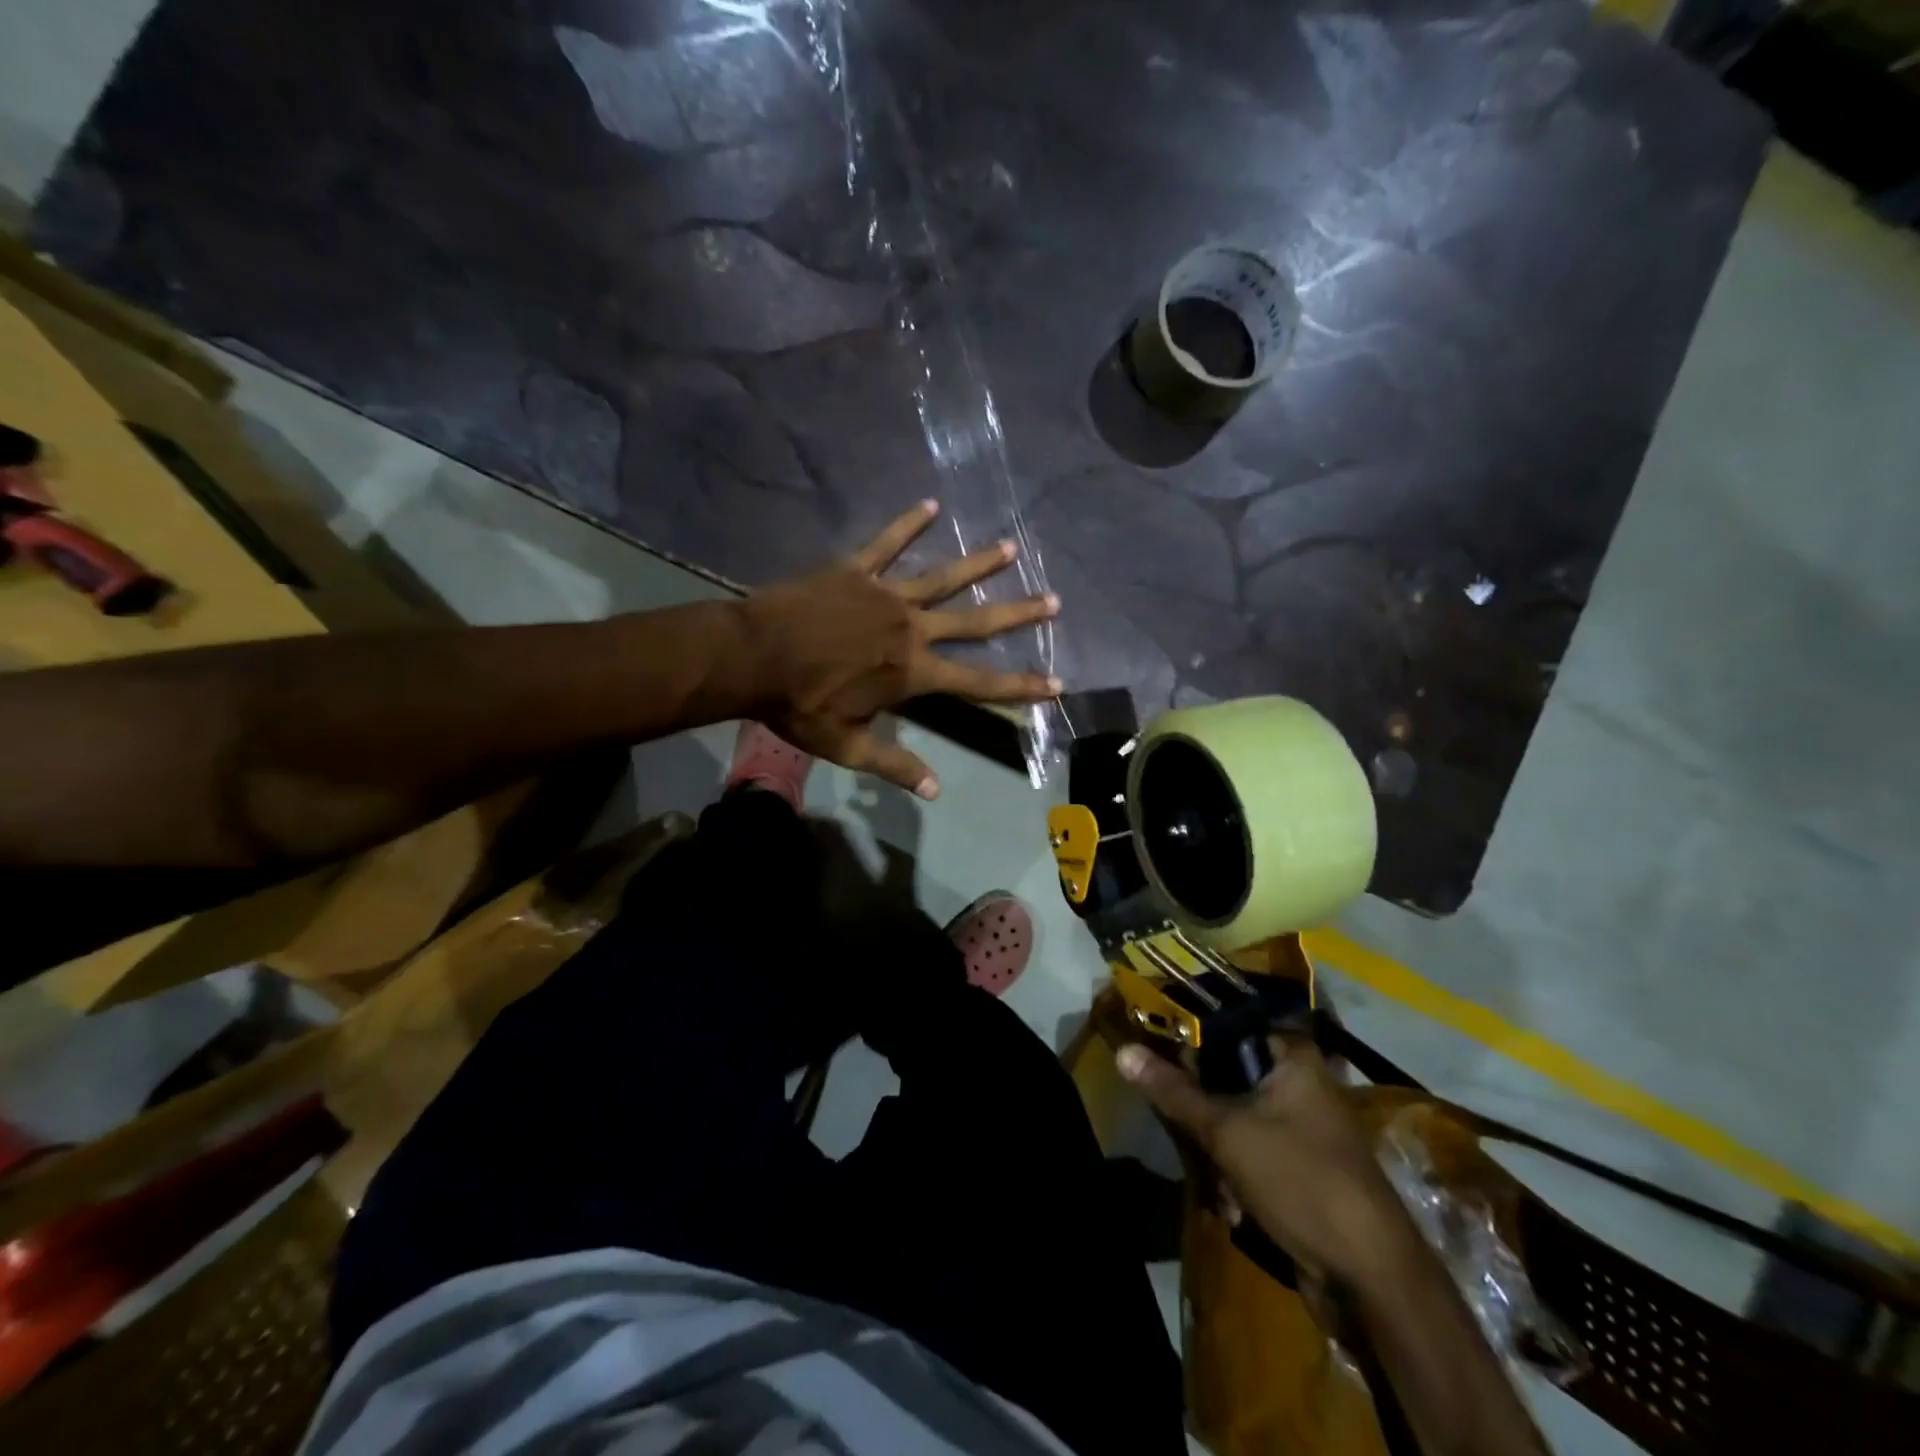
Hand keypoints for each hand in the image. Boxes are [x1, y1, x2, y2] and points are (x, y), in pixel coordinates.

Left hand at [738, 499, 1059, 798]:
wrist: (751, 657)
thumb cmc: (799, 705)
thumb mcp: (847, 745)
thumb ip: (895, 763)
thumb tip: (935, 790)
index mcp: (912, 672)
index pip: (979, 682)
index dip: (1021, 685)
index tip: (1057, 681)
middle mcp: (911, 628)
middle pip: (974, 622)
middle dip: (1017, 613)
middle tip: (1053, 600)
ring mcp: (885, 595)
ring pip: (942, 577)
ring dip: (978, 563)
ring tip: (1010, 548)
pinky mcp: (856, 572)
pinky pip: (887, 544)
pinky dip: (908, 525)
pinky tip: (931, 504)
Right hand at [1117, 1036, 1419, 1287]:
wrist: (1372, 1279)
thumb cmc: (1301, 1180)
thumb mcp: (1227, 1131)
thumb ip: (1174, 1091)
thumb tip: (1123, 1051)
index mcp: (1293, 1056)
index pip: (1229, 1023)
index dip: (1190, 1036)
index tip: (1156, 1050)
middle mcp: (1300, 1082)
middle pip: (1226, 1072)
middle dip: (1200, 1106)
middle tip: (1180, 1125)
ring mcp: (1302, 1127)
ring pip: (1233, 1116)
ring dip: (1214, 1148)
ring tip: (1213, 1180)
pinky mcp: (1299, 1166)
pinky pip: (1250, 1150)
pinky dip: (1234, 1173)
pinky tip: (1232, 1206)